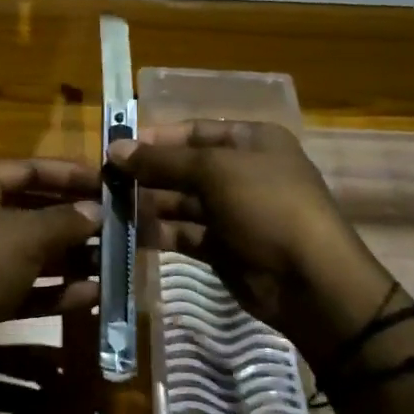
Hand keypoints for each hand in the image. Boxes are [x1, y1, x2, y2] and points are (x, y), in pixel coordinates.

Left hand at [0, 159, 101, 360]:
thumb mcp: (26, 236)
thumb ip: (66, 220)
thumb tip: (96, 210)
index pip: (28, 168)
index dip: (70, 174)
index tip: (108, 182)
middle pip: (30, 209)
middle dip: (73, 219)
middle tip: (115, 224)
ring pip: (28, 250)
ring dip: (69, 257)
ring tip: (112, 261)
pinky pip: (22, 284)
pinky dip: (53, 289)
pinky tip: (91, 295)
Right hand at [110, 121, 394, 358]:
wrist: (309, 281)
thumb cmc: (267, 207)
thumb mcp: (215, 172)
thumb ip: (163, 160)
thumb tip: (115, 149)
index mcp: (251, 141)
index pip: (194, 131)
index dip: (155, 138)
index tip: (115, 149)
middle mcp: (241, 172)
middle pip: (184, 167)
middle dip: (145, 174)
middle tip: (103, 183)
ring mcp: (233, 212)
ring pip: (180, 202)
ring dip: (147, 204)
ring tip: (108, 209)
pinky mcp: (223, 247)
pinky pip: (184, 233)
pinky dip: (159, 233)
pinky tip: (128, 235)